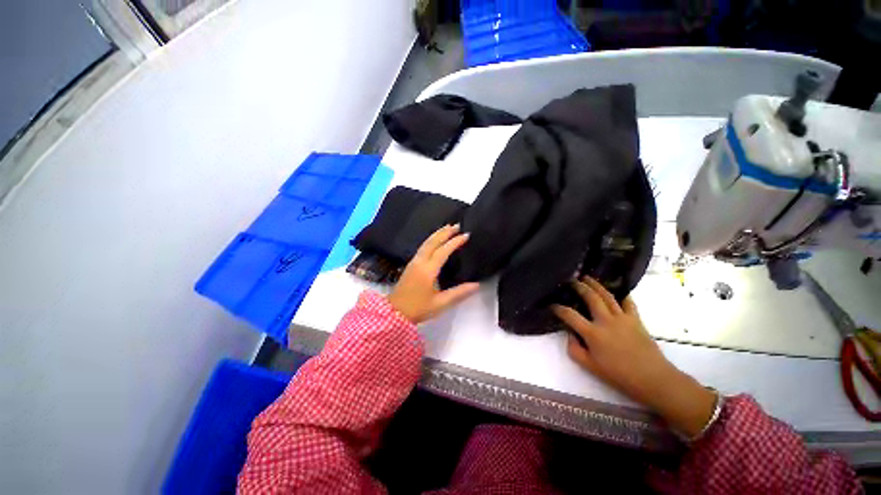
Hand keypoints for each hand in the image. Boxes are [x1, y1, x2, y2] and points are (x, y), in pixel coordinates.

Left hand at [387, 224, 479, 323]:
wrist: (394, 313)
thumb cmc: (418, 309)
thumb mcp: (441, 303)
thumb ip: (459, 293)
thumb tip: (476, 285)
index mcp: (428, 270)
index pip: (443, 251)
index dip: (454, 242)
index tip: (466, 235)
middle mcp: (420, 262)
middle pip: (432, 242)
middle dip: (444, 232)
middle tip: (457, 225)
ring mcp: (413, 262)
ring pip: (426, 243)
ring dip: (437, 234)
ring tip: (447, 228)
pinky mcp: (410, 265)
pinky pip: (422, 247)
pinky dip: (430, 240)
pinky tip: (434, 240)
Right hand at [552, 277, 715, 438]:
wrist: (653, 378)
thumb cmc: (619, 375)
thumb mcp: (590, 367)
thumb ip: (574, 349)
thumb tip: (569, 335)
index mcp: (592, 333)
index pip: (570, 315)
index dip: (558, 308)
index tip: (552, 305)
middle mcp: (605, 320)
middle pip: (590, 297)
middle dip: (579, 287)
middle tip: (571, 280)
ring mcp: (622, 318)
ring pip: (607, 296)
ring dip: (596, 285)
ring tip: (587, 277)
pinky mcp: (636, 319)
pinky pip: (628, 302)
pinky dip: (622, 294)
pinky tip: (617, 289)